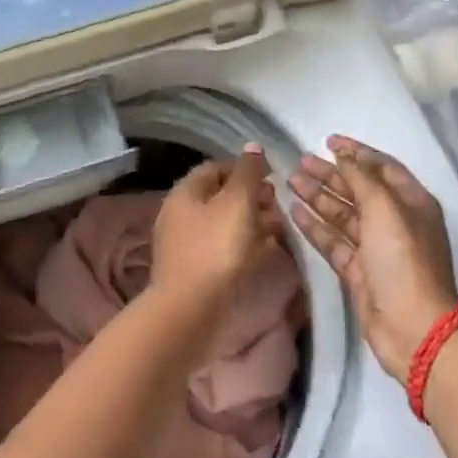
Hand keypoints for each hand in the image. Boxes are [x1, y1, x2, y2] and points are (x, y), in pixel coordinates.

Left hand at [151, 144, 282, 321]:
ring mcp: (184, 245)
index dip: (245, 168)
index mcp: (185, 192)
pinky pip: (222, 248)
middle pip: (219, 196)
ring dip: (251, 222)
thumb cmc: (216, 249)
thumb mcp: (237, 202)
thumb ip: (247, 172)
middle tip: (278, 205)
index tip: (272, 178)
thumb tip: (252, 146)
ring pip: (223, 224)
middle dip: (251, 197)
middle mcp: (179, 214)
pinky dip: (244, 245)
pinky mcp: (194, 271)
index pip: (216, 167)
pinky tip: (264, 252)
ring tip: (279, 229)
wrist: (191, 311)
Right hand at [287, 136, 457, 381]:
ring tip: (291, 181)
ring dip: (318, 197)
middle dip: (331, 174)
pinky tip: (294, 211)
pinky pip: (333, 241)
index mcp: (411, 202)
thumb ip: (362, 178)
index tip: (328, 141)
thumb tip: (345, 155)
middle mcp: (394, 221)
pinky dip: (315, 226)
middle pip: (359, 190)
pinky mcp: (358, 271)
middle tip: (300, 161)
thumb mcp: (385, 208)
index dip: (356, 152)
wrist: (412, 326)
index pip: (381, 167)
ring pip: (343, 214)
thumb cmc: (403, 258)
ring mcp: (375, 247)